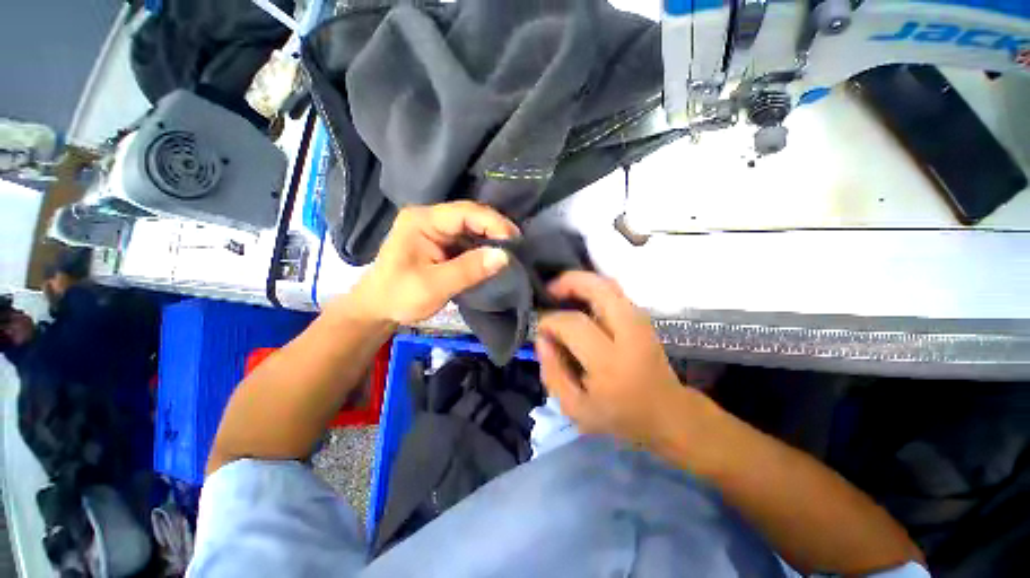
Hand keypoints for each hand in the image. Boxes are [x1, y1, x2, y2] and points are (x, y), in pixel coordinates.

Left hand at [346, 202, 518, 323]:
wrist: (378, 308)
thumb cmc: (399, 297)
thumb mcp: (434, 286)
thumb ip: (469, 270)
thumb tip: (505, 256)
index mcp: (422, 221)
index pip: (465, 212)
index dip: (493, 223)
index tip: (515, 241)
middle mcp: (430, 218)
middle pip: (470, 217)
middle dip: (495, 231)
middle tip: (518, 248)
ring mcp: (436, 230)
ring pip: (472, 229)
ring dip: (491, 240)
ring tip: (511, 254)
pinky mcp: (441, 242)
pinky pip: (468, 241)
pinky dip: (483, 249)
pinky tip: (494, 258)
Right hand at [535, 272, 688, 447]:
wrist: (668, 414)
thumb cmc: (619, 416)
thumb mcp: (575, 408)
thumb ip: (552, 373)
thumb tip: (542, 338)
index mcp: (610, 361)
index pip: (574, 325)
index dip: (550, 321)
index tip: (540, 328)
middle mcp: (629, 334)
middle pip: (599, 289)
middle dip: (569, 282)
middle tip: (549, 290)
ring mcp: (640, 322)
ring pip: (609, 284)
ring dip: (581, 281)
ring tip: (561, 291)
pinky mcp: (643, 318)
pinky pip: (614, 292)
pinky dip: (593, 288)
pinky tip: (579, 299)